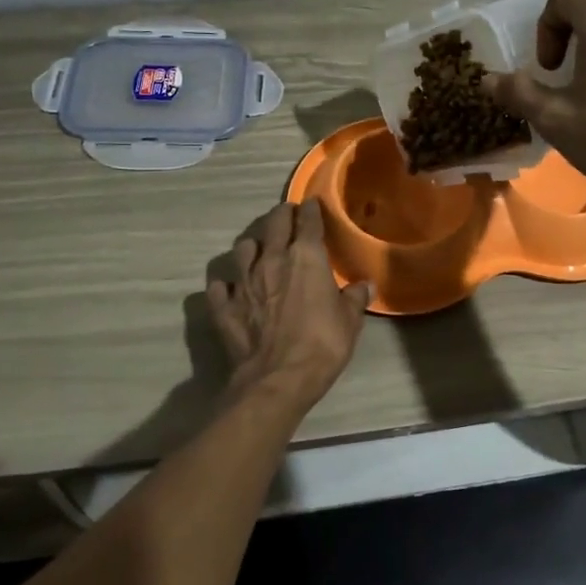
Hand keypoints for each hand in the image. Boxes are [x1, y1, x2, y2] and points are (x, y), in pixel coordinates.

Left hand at [206, 200, 370, 408]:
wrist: (276, 379)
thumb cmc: (321, 345)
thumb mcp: (349, 322)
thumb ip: (354, 298)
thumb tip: (365, 285)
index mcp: (306, 257)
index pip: (308, 221)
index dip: (311, 210)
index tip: (312, 205)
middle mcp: (271, 260)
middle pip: (273, 224)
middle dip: (282, 215)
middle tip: (287, 216)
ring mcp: (243, 281)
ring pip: (242, 248)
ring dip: (252, 246)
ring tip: (258, 250)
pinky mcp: (224, 306)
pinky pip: (220, 286)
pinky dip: (225, 285)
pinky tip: (231, 289)